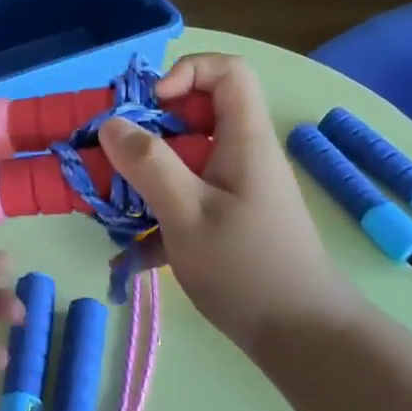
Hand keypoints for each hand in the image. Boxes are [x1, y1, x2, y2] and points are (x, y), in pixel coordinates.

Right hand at [101, 54, 363, 357]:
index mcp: (244, 140)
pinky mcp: (226, 221)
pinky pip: (184, 200)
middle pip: (194, 117)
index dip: (186, 73)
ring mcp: (233, 190)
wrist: (302, 338)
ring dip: (143, 179)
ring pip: (182, 161)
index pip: (227, 71)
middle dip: (146, 133)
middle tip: (112, 161)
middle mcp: (241, 156)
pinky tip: (128, 258)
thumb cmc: (246, 269)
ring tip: (110, 208)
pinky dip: (155, 219)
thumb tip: (112, 124)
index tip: (150, 106)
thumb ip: (148, 164)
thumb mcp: (188, 213)